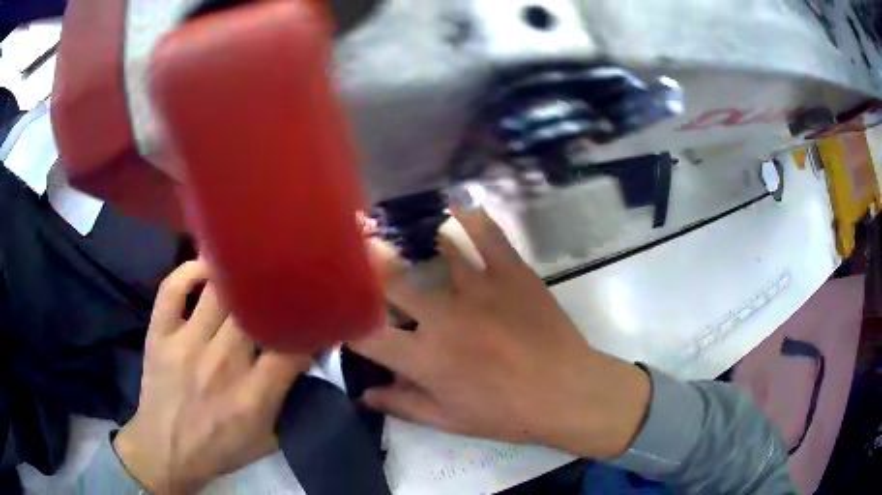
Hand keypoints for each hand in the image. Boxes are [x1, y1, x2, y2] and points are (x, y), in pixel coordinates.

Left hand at [114, 260, 310, 493]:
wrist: (167, 451)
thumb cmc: (220, 449)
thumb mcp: (268, 440)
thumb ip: (289, 402)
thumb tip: (306, 360)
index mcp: (252, 396)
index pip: (291, 347)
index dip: (308, 326)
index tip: (314, 315)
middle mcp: (221, 363)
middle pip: (253, 310)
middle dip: (274, 292)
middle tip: (285, 281)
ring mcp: (186, 344)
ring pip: (217, 292)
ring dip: (237, 275)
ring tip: (251, 261)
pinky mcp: (160, 333)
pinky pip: (173, 288)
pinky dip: (190, 271)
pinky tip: (207, 266)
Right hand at [351, 207, 650, 459]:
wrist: (566, 392)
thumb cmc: (507, 413)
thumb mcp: (450, 420)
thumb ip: (403, 405)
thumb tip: (365, 395)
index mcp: (426, 358)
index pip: (368, 334)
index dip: (345, 321)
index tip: (340, 309)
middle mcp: (444, 317)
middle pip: (392, 281)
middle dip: (366, 261)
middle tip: (352, 242)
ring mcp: (480, 288)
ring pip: (435, 252)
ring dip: (409, 235)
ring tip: (392, 220)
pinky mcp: (512, 273)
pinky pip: (488, 235)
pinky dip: (471, 217)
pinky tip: (456, 203)